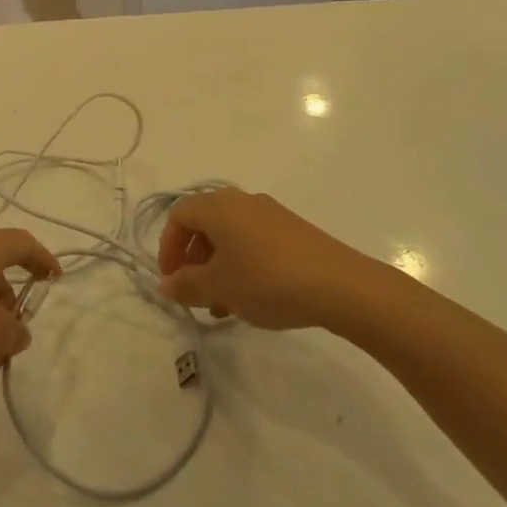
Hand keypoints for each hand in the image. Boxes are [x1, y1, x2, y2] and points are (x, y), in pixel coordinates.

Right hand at [158, 189, 364, 329]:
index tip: (172, 281)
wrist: (340, 285)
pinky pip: (254, 241)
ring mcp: (270, 214)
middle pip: (204, 224)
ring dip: (218, 266)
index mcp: (218, 206)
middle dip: (193, 259)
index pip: (178, 215)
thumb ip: (186, 285)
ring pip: (230, 236)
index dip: (168, 247)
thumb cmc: (266, 280)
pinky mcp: (292, 230)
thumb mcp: (219, 287)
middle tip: (196, 293)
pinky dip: (242, 264)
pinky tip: (253, 298)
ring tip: (224, 305)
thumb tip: (166, 285)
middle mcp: (241, 201)